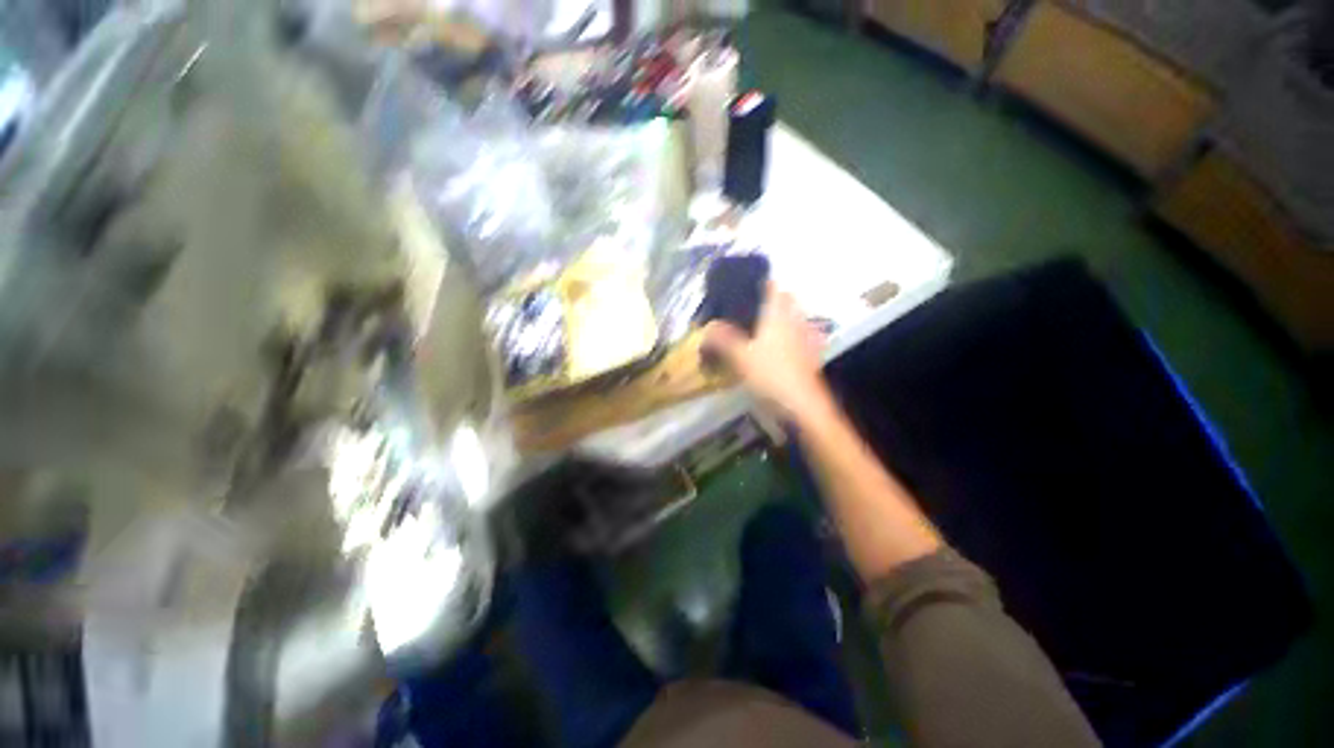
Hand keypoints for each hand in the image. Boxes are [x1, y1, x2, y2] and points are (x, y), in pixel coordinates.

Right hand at [703, 283, 834, 423]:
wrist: (802, 404)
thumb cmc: (771, 375)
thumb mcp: (741, 357)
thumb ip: (724, 340)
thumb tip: (708, 326)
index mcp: (777, 318)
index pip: (775, 290)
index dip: (767, 282)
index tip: (756, 281)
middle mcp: (794, 323)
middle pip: (789, 301)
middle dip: (779, 297)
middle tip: (761, 302)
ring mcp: (806, 339)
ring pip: (799, 317)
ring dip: (789, 314)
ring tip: (773, 320)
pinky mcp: (811, 355)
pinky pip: (806, 336)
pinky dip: (798, 334)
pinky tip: (790, 343)